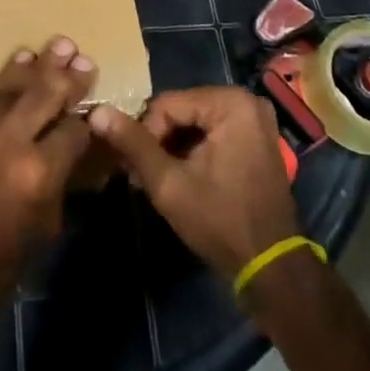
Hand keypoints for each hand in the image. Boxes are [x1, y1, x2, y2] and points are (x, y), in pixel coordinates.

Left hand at [0, 37, 97, 335]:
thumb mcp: (41, 229)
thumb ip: (58, 182)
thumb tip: (70, 151)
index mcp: (38, 173)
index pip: (74, 130)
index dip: (86, 120)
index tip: (93, 108)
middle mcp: (8, 140)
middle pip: (46, 93)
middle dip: (67, 76)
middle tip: (82, 57)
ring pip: (12, 87)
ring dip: (36, 67)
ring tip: (57, 45)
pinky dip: (3, 88)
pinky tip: (17, 69)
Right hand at [89, 86, 299, 279]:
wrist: (272, 269)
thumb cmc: (221, 222)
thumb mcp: (169, 184)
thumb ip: (133, 145)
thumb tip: (97, 112)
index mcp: (230, 102)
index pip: (166, 105)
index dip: (145, 136)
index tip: (137, 171)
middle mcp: (246, 101)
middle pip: (181, 110)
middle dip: (159, 141)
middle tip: (143, 176)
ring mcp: (254, 119)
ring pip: (194, 122)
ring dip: (174, 147)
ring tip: (160, 180)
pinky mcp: (256, 138)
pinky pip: (212, 131)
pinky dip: (194, 150)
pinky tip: (183, 177)